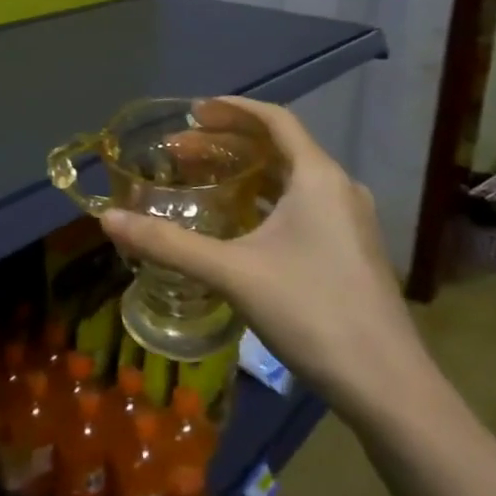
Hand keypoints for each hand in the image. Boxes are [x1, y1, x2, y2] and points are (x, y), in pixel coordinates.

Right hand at [101, 98, 434, 430]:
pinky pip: (301, 206)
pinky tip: (237, 224)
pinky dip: (264, 201)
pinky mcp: (350, 251)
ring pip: (290, 180)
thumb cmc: (312, 312)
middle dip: (227, 144)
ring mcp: (349, 222)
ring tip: (201, 180)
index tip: (193, 111)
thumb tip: (107, 219)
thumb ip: (168, 244)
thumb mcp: (232, 273)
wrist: (388, 386)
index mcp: (318, 177)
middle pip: (278, 148)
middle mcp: (338, 189)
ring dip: (245, 173)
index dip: (232, 109)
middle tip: (179, 152)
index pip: (274, 119)